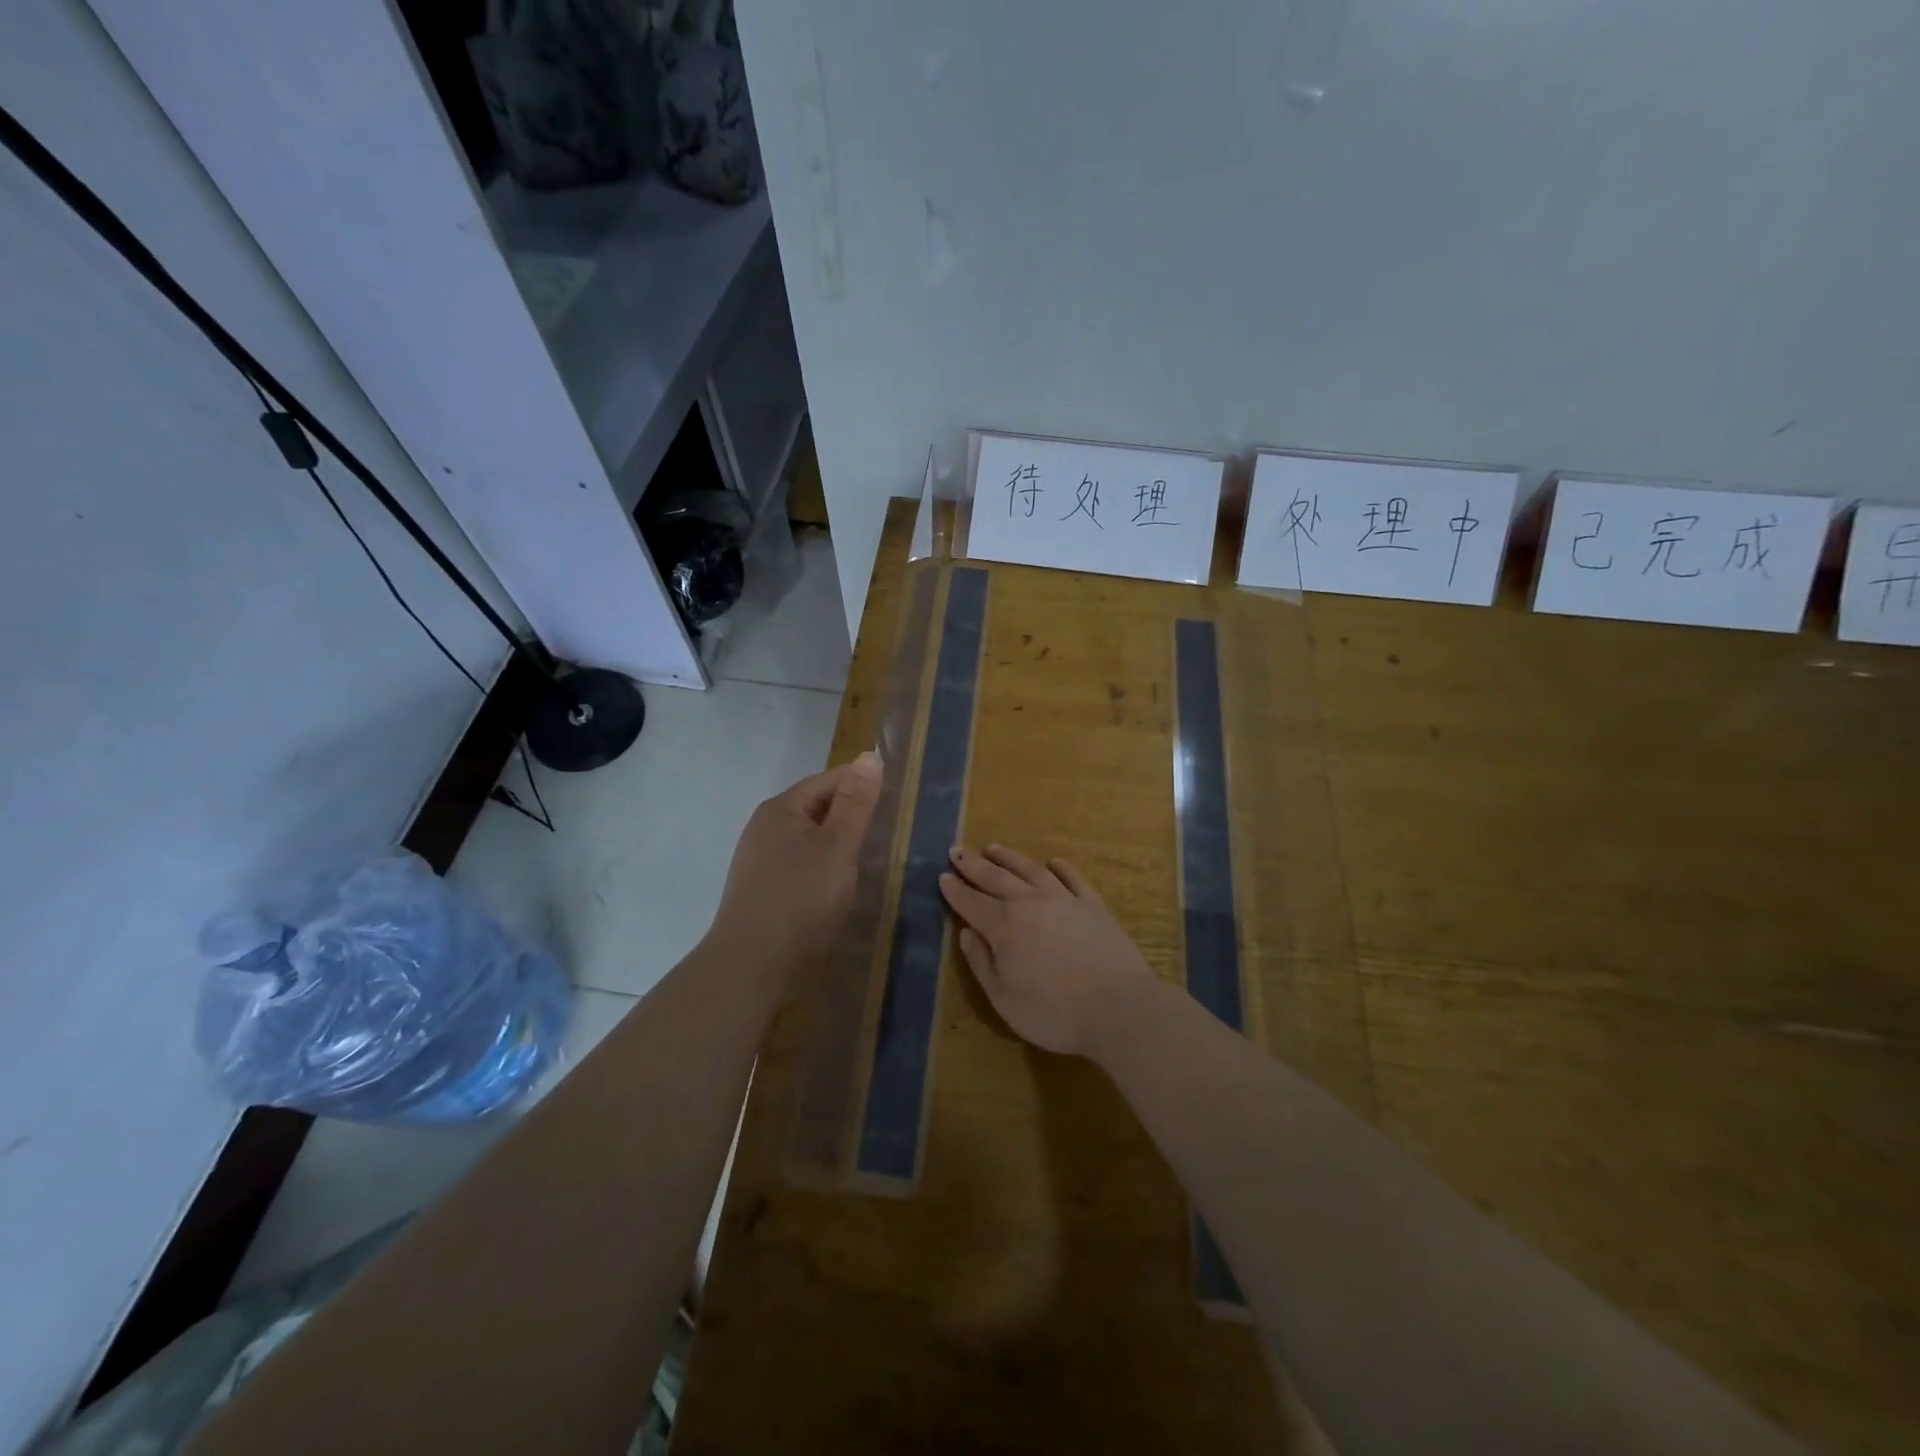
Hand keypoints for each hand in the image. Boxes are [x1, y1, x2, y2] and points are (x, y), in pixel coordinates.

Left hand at [709, 752, 881, 978]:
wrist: (752, 966)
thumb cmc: (800, 899)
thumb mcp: (837, 846)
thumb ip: (855, 803)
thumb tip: (868, 756)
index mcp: (781, 809)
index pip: (828, 780)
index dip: (862, 783)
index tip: (896, 796)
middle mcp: (765, 828)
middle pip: (816, 808)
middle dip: (850, 814)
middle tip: (888, 829)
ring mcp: (760, 861)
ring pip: (809, 839)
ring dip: (838, 843)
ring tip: (870, 857)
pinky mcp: (763, 891)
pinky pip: (801, 865)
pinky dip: (824, 867)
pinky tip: (839, 885)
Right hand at [938, 844, 1156, 1058]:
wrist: (1119, 1007)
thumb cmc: (1055, 1012)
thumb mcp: (1004, 999)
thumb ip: (982, 963)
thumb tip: (967, 933)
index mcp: (1004, 926)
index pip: (972, 903)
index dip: (955, 890)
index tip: (942, 876)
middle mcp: (1031, 903)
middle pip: (996, 878)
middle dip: (973, 865)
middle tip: (957, 850)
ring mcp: (1065, 899)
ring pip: (1031, 870)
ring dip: (1009, 858)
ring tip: (993, 848)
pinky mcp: (1093, 905)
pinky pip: (1072, 878)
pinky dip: (1060, 867)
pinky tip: (1053, 862)